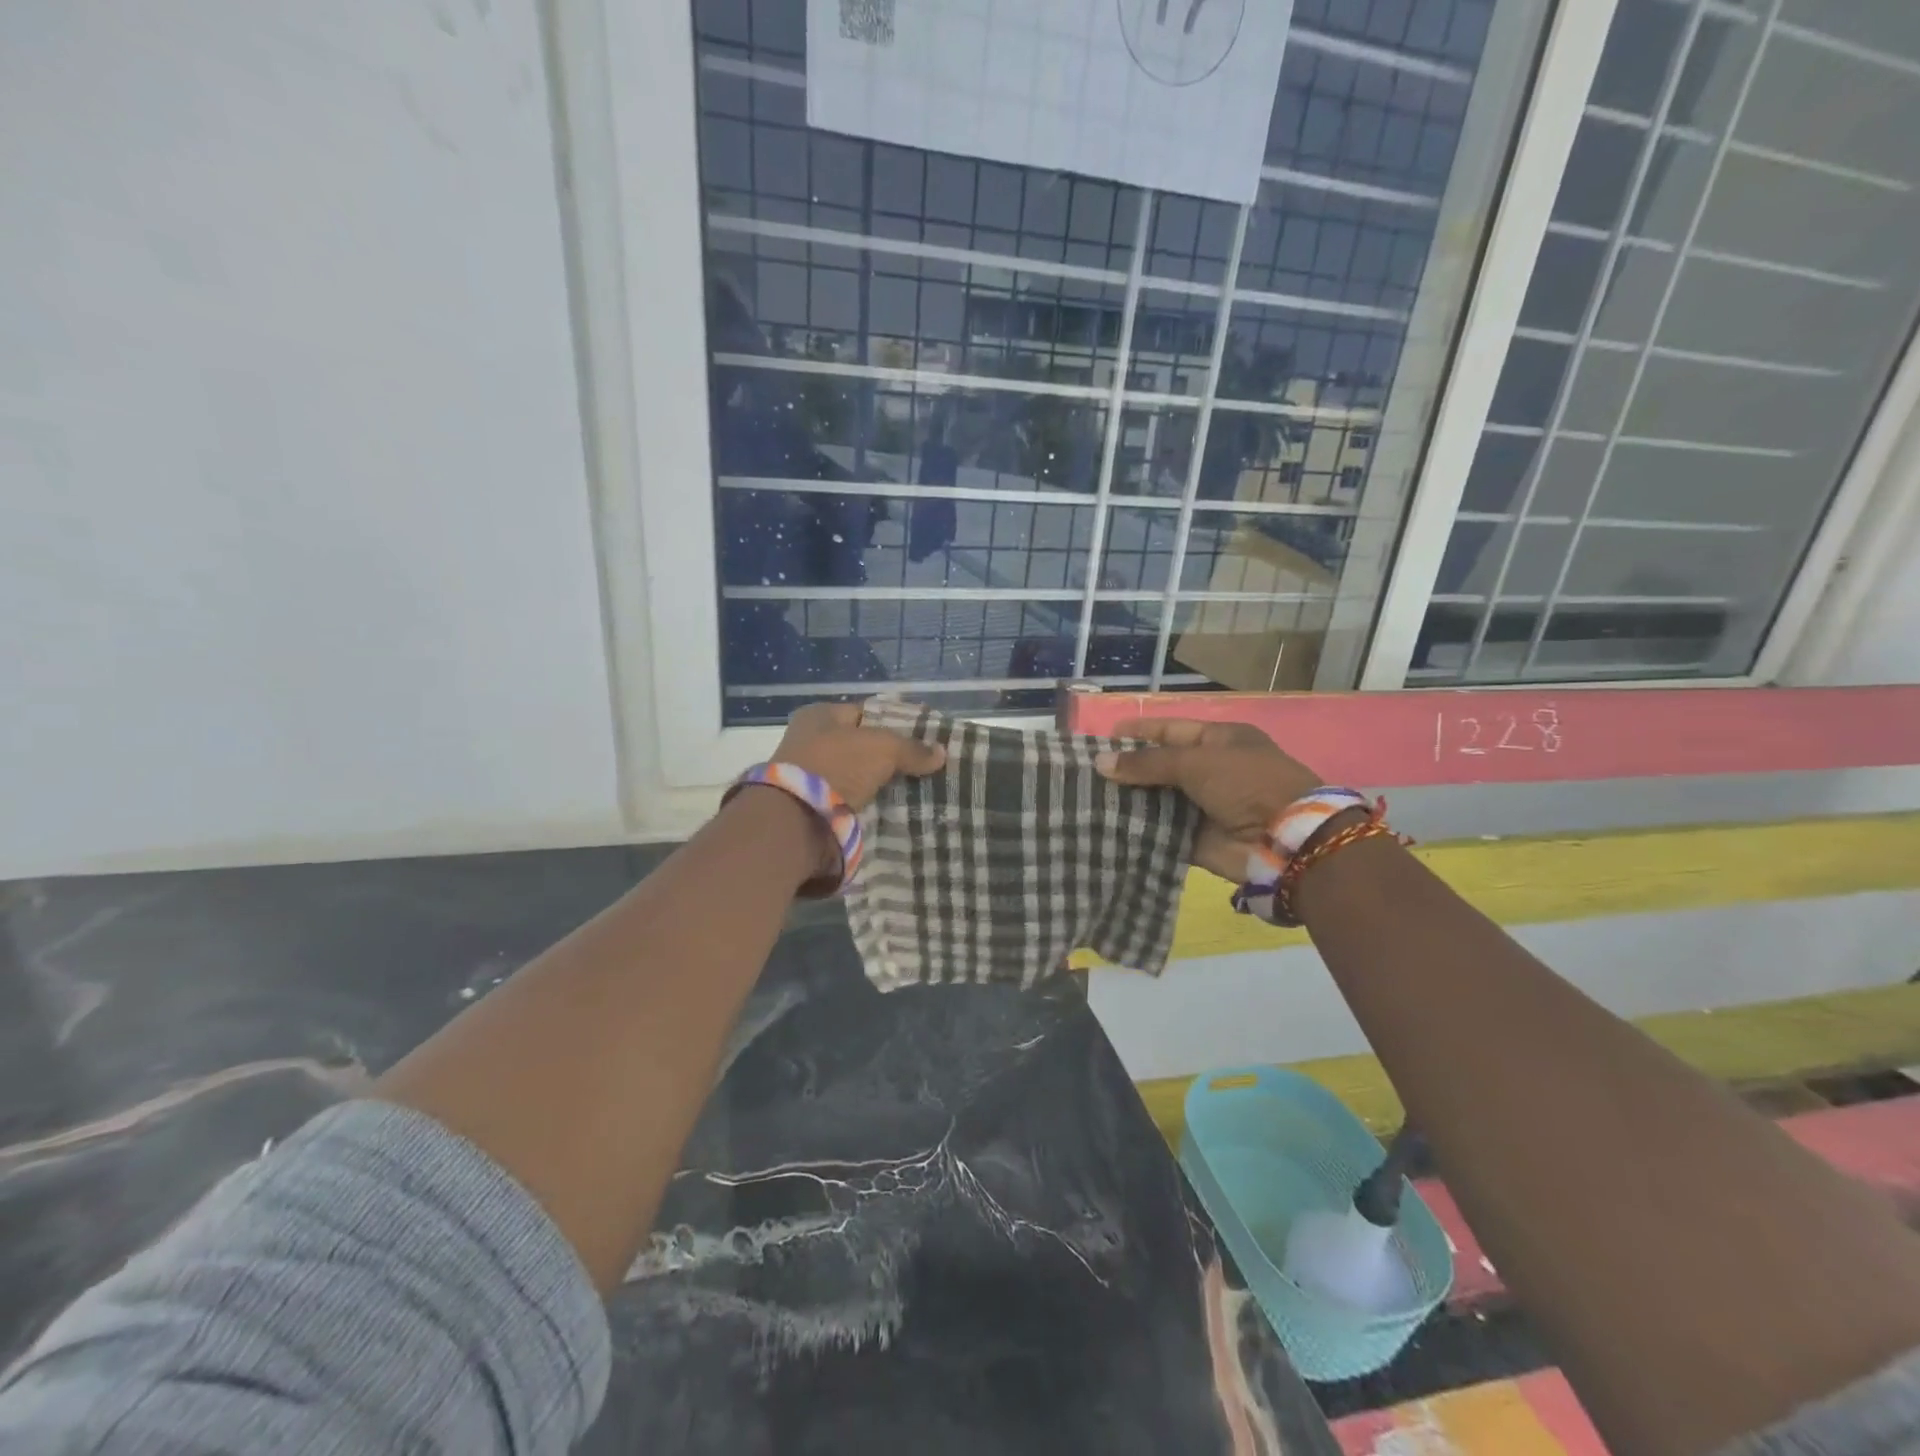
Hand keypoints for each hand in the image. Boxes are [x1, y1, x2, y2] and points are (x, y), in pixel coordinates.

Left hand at [772, 702, 945, 811]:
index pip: (865, 713)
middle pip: (861, 746)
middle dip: (889, 757)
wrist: (796, 819)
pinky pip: (850, 800)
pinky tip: (892, 809)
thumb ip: (911, 749)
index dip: (895, 722)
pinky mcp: (812, 805)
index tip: (922, 737)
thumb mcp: (881, 748)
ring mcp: (809, 775)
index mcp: (819, 715)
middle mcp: (810, 741)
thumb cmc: (835, 766)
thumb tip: (941, 752)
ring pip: (857, 775)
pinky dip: (868, 804)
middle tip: (922, 766)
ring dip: (879, 783)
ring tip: (914, 790)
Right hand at [1094, 718, 1321, 881]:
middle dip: (1127, 771)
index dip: (1137, 733)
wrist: (1287, 841)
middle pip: (1161, 767)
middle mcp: (1211, 771)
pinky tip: (1107, 828)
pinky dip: (1139, 831)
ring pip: (1158, 801)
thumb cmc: (1246, 784)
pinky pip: (1161, 832)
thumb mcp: (1196, 762)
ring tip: (1088, 800)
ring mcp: (1204, 807)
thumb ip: (1147, 763)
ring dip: (1129, 801)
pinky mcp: (1197, 840)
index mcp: (1219, 741)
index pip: (1170, 730)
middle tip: (1086, 774)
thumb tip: (1101, 763)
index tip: (1102, 739)